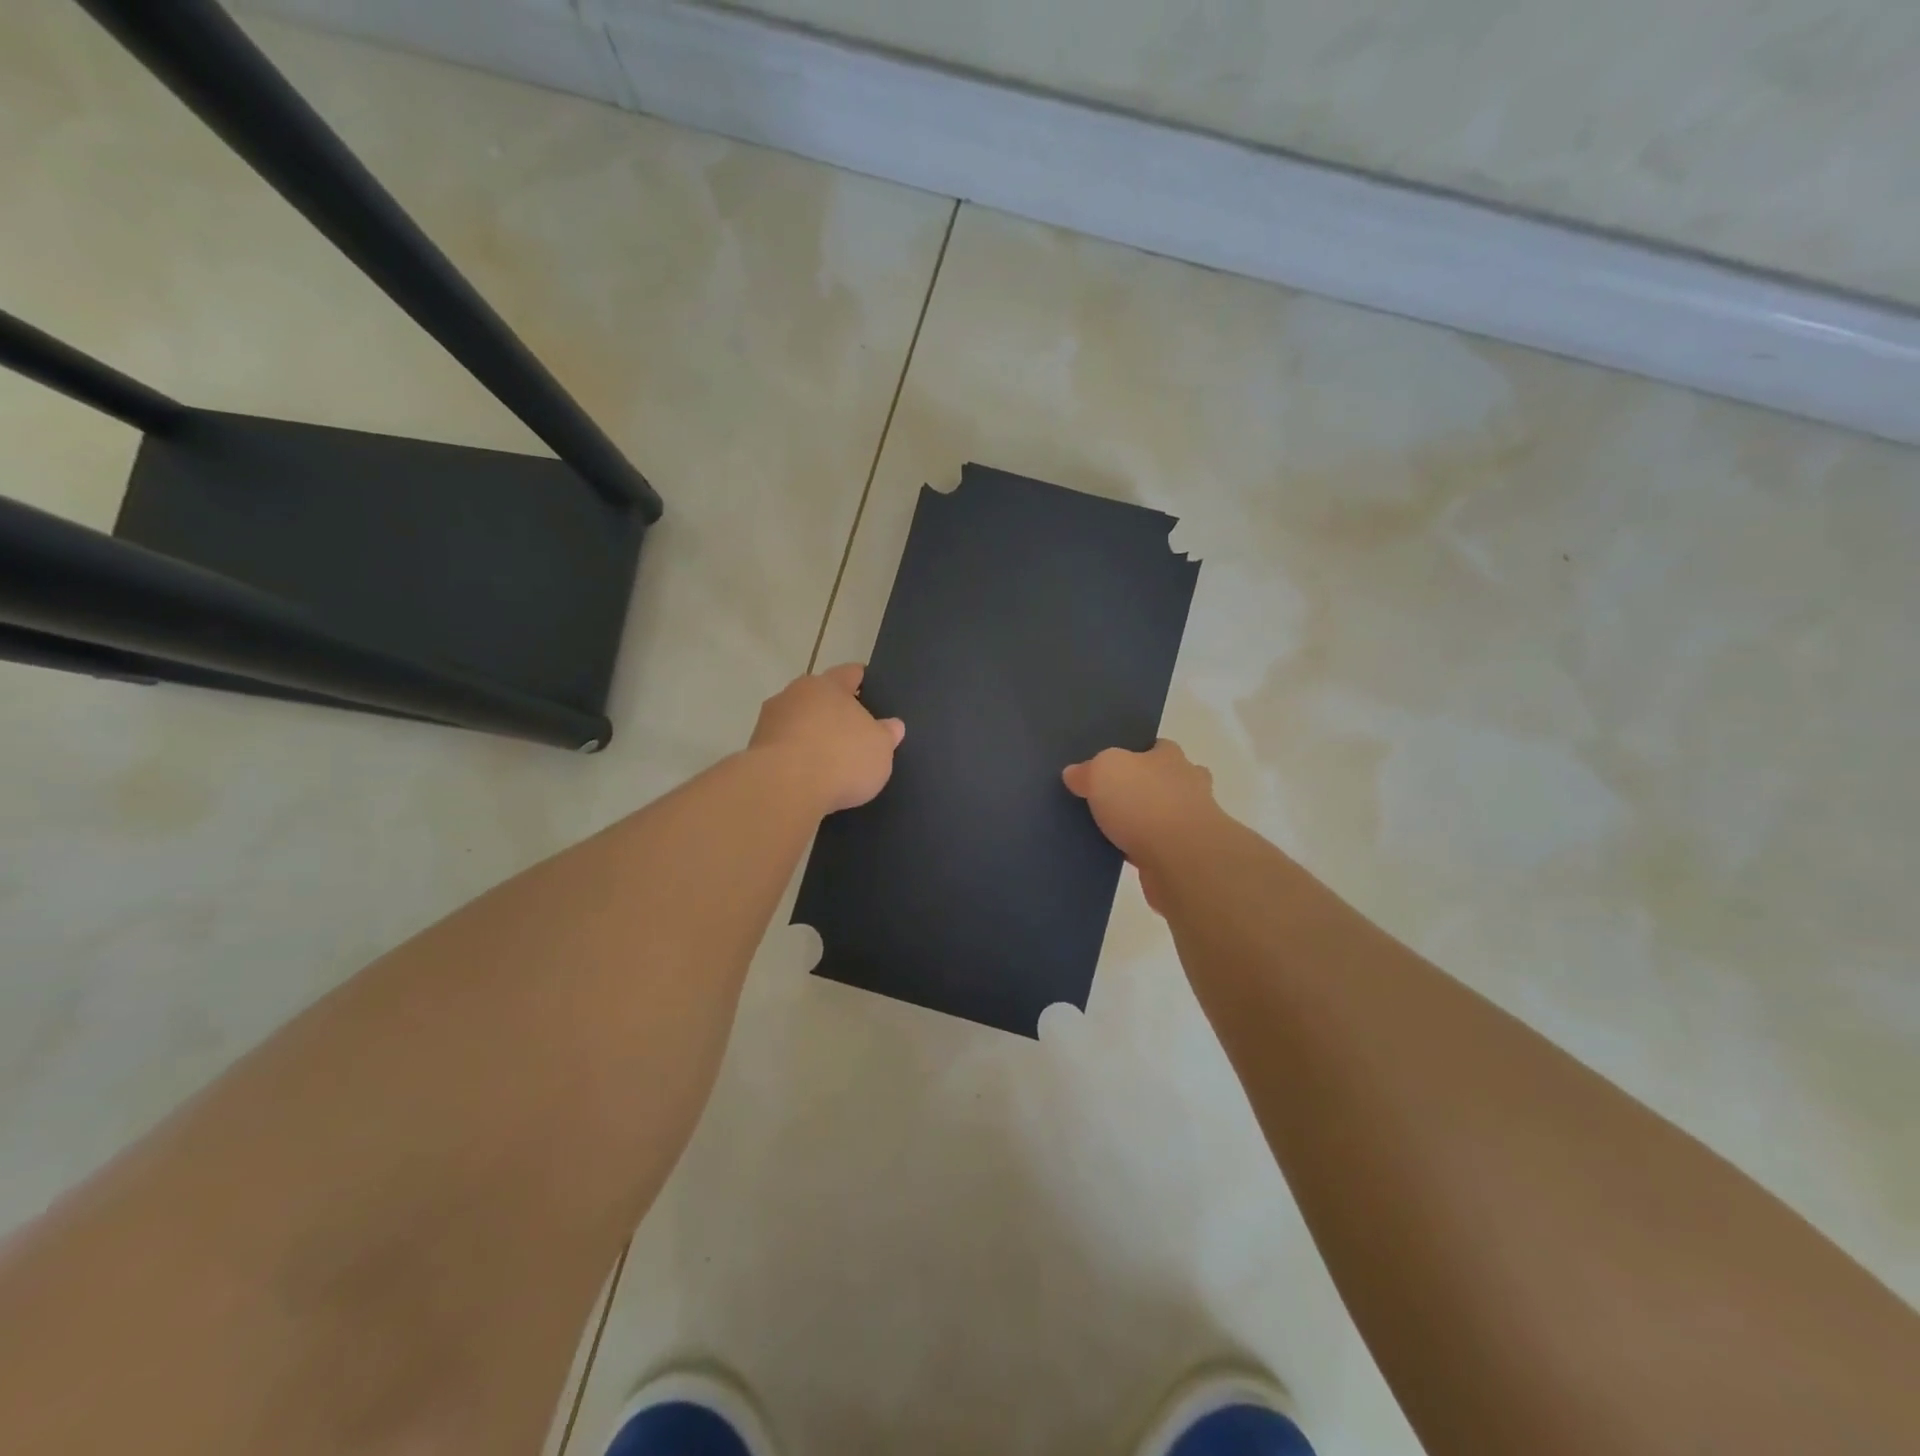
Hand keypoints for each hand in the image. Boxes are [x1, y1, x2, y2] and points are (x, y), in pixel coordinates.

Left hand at [750, 664, 904, 813]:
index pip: (849, 673)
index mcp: (828, 685)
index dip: (861, 679)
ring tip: (827, 758)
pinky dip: (794, 756)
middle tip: (851, 729)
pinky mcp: (755, 749)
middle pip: (818, 696)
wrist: (783, 788)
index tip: (869, 686)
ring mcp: (770, 721)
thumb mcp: (880, 749)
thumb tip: (893, 725)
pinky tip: (806, 775)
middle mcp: (795, 694)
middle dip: (832, 710)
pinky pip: (783, 746)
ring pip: (797, 721)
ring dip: (810, 734)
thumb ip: (886, 734)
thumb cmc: (840, 758)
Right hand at [1063, 740, 1220, 909]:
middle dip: (1142, 788)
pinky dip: (1142, 850)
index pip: (1156, 747)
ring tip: (1107, 829)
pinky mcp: (1186, 856)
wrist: (1182, 859)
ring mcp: (1191, 822)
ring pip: (1162, 815)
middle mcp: (1188, 784)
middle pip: (1163, 780)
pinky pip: (1158, 847)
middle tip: (1107, 798)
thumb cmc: (1145, 802)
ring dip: (1142, 822)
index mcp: (1171, 757)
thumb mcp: (1103, 772)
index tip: (1111, 766)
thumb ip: (1087, 770)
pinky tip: (1118, 855)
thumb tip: (1074, 773)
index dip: (1135, 754)